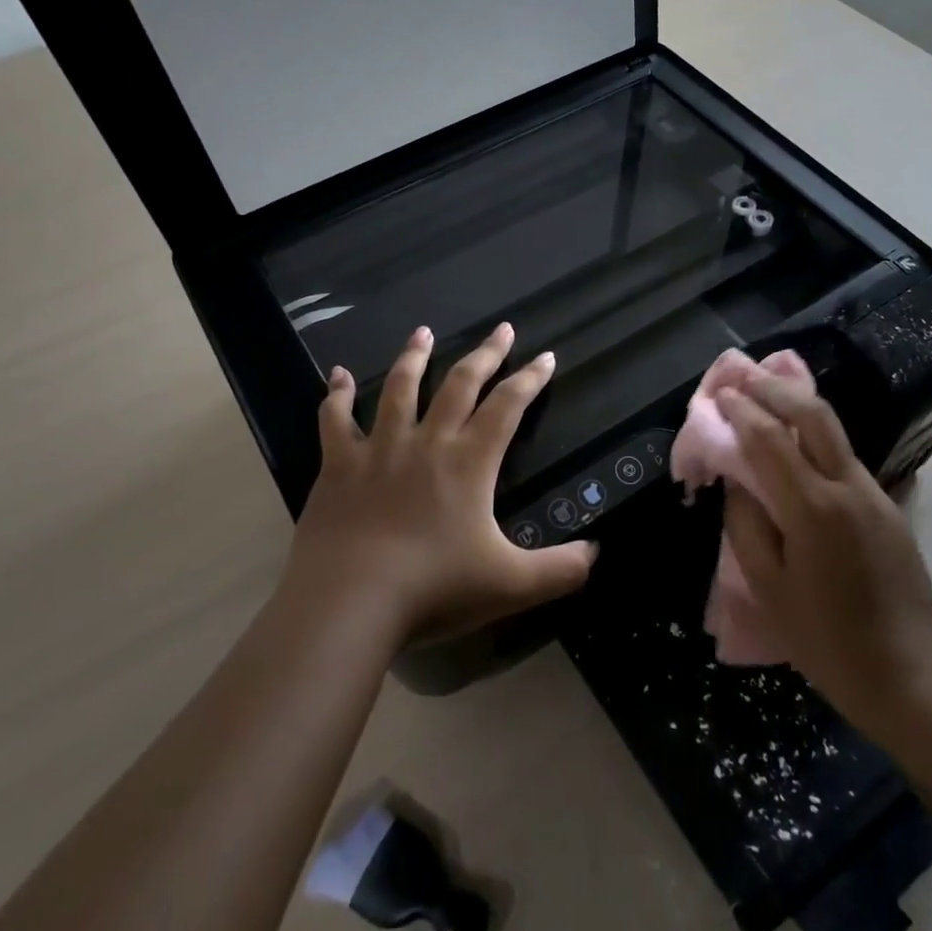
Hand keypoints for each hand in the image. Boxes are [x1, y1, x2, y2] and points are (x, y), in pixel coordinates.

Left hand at [279, 322, 596, 648]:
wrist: (350, 602)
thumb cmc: (434, 589)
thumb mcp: (510, 585)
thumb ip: (560, 570)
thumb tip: (596, 553)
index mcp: (470, 463)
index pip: (508, 407)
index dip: (530, 380)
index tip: (544, 356)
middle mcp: (427, 443)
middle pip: (460, 384)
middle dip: (485, 354)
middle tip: (501, 328)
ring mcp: (379, 449)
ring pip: (400, 389)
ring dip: (414, 357)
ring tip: (423, 332)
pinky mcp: (338, 465)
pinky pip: (336, 420)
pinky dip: (337, 394)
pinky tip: (338, 374)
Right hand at [715, 373, 931, 724]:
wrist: (908, 674)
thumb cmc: (824, 639)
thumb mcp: (767, 587)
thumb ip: (746, 524)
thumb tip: (737, 481)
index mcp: (812, 509)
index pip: (769, 439)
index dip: (741, 410)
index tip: (719, 393)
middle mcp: (848, 488)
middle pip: (812, 415)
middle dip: (774, 387)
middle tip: (742, 374)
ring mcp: (875, 494)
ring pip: (834, 430)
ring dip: (797, 404)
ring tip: (766, 392)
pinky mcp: (889, 507)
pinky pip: (844, 457)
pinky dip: (814, 435)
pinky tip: (795, 439)